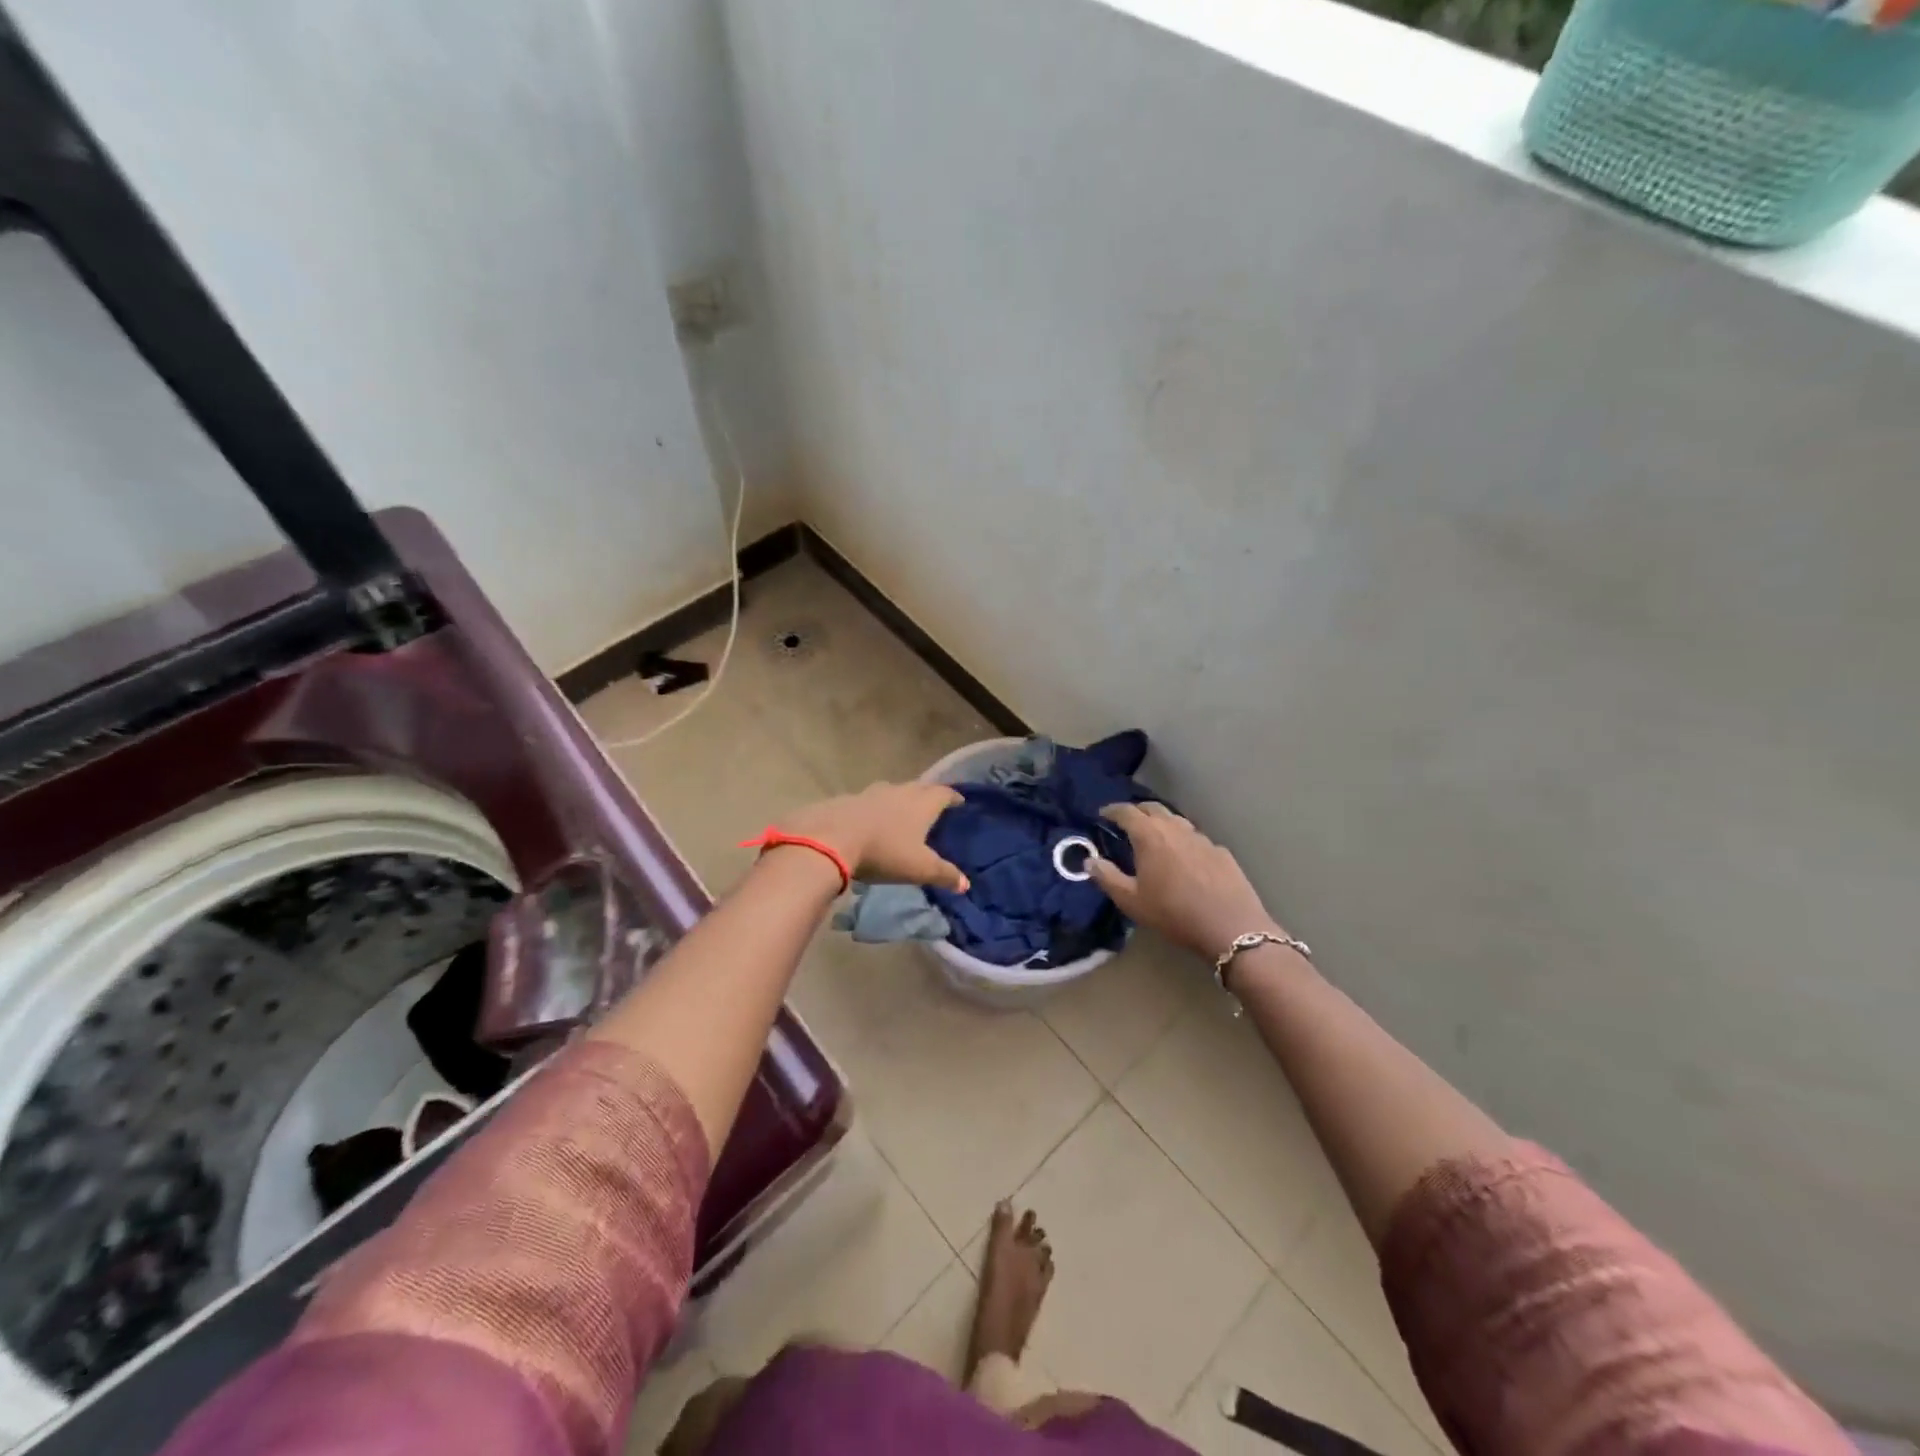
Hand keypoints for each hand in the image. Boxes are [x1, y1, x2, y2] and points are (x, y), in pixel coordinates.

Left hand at [777, 782, 969, 891]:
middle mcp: (899, 791)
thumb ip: (944, 874)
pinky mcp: (848, 800)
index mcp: (921, 804)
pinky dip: (876, 808)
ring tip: (904, 811)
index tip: (959, 801)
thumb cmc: (884, 852)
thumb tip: (965, 884)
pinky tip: (872, 820)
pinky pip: (869, 801)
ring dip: (901, 799)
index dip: (953, 797)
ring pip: (893, 791)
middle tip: (934, 805)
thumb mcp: (919, 868)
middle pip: (919, 788)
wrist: (832, 839)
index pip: (943, 793)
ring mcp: (872, 793)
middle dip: (928, 795)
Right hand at [1089, 802, 1280, 960]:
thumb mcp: (1131, 901)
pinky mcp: (1221, 852)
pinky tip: (1185, 858)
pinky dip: (1184, 841)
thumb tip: (1089, 861)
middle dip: (1137, 811)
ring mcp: (1202, 838)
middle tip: (1127, 821)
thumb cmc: (1173, 913)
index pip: (1126, 811)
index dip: (1112, 810)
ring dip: (1162, 823)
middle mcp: (1175, 828)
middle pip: (1153, 808)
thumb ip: (1107, 877)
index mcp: (1150, 835)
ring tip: (1155, 837)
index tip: (1102, 814)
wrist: (1230, 927)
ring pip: (1177, 820)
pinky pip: (1196, 839)